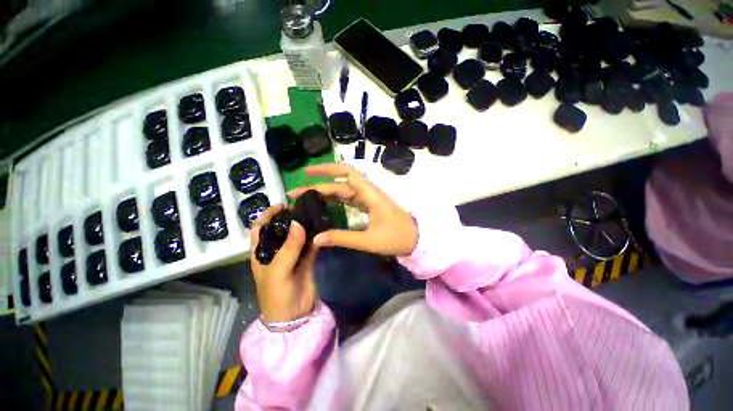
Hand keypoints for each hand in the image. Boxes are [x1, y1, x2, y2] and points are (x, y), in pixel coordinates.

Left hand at [250, 204, 317, 322]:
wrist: (294, 315)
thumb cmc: (276, 294)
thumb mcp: (277, 271)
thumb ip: (288, 247)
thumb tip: (297, 223)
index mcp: (262, 252)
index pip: (260, 228)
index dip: (268, 215)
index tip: (282, 205)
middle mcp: (277, 250)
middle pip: (281, 229)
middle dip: (290, 217)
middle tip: (303, 208)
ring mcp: (293, 254)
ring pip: (298, 235)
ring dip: (305, 225)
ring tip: (314, 213)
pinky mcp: (307, 259)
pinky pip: (311, 244)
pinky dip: (316, 235)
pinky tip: (322, 227)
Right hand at [288, 163, 417, 255]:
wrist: (416, 239)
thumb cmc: (396, 237)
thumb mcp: (369, 240)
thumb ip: (343, 238)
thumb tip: (316, 238)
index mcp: (369, 195)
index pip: (347, 173)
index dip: (327, 169)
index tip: (308, 172)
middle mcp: (367, 193)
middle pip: (340, 185)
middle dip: (318, 187)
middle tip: (296, 194)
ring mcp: (368, 200)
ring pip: (343, 192)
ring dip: (325, 194)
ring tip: (305, 199)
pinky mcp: (369, 207)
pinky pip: (349, 200)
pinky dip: (336, 201)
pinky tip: (324, 205)